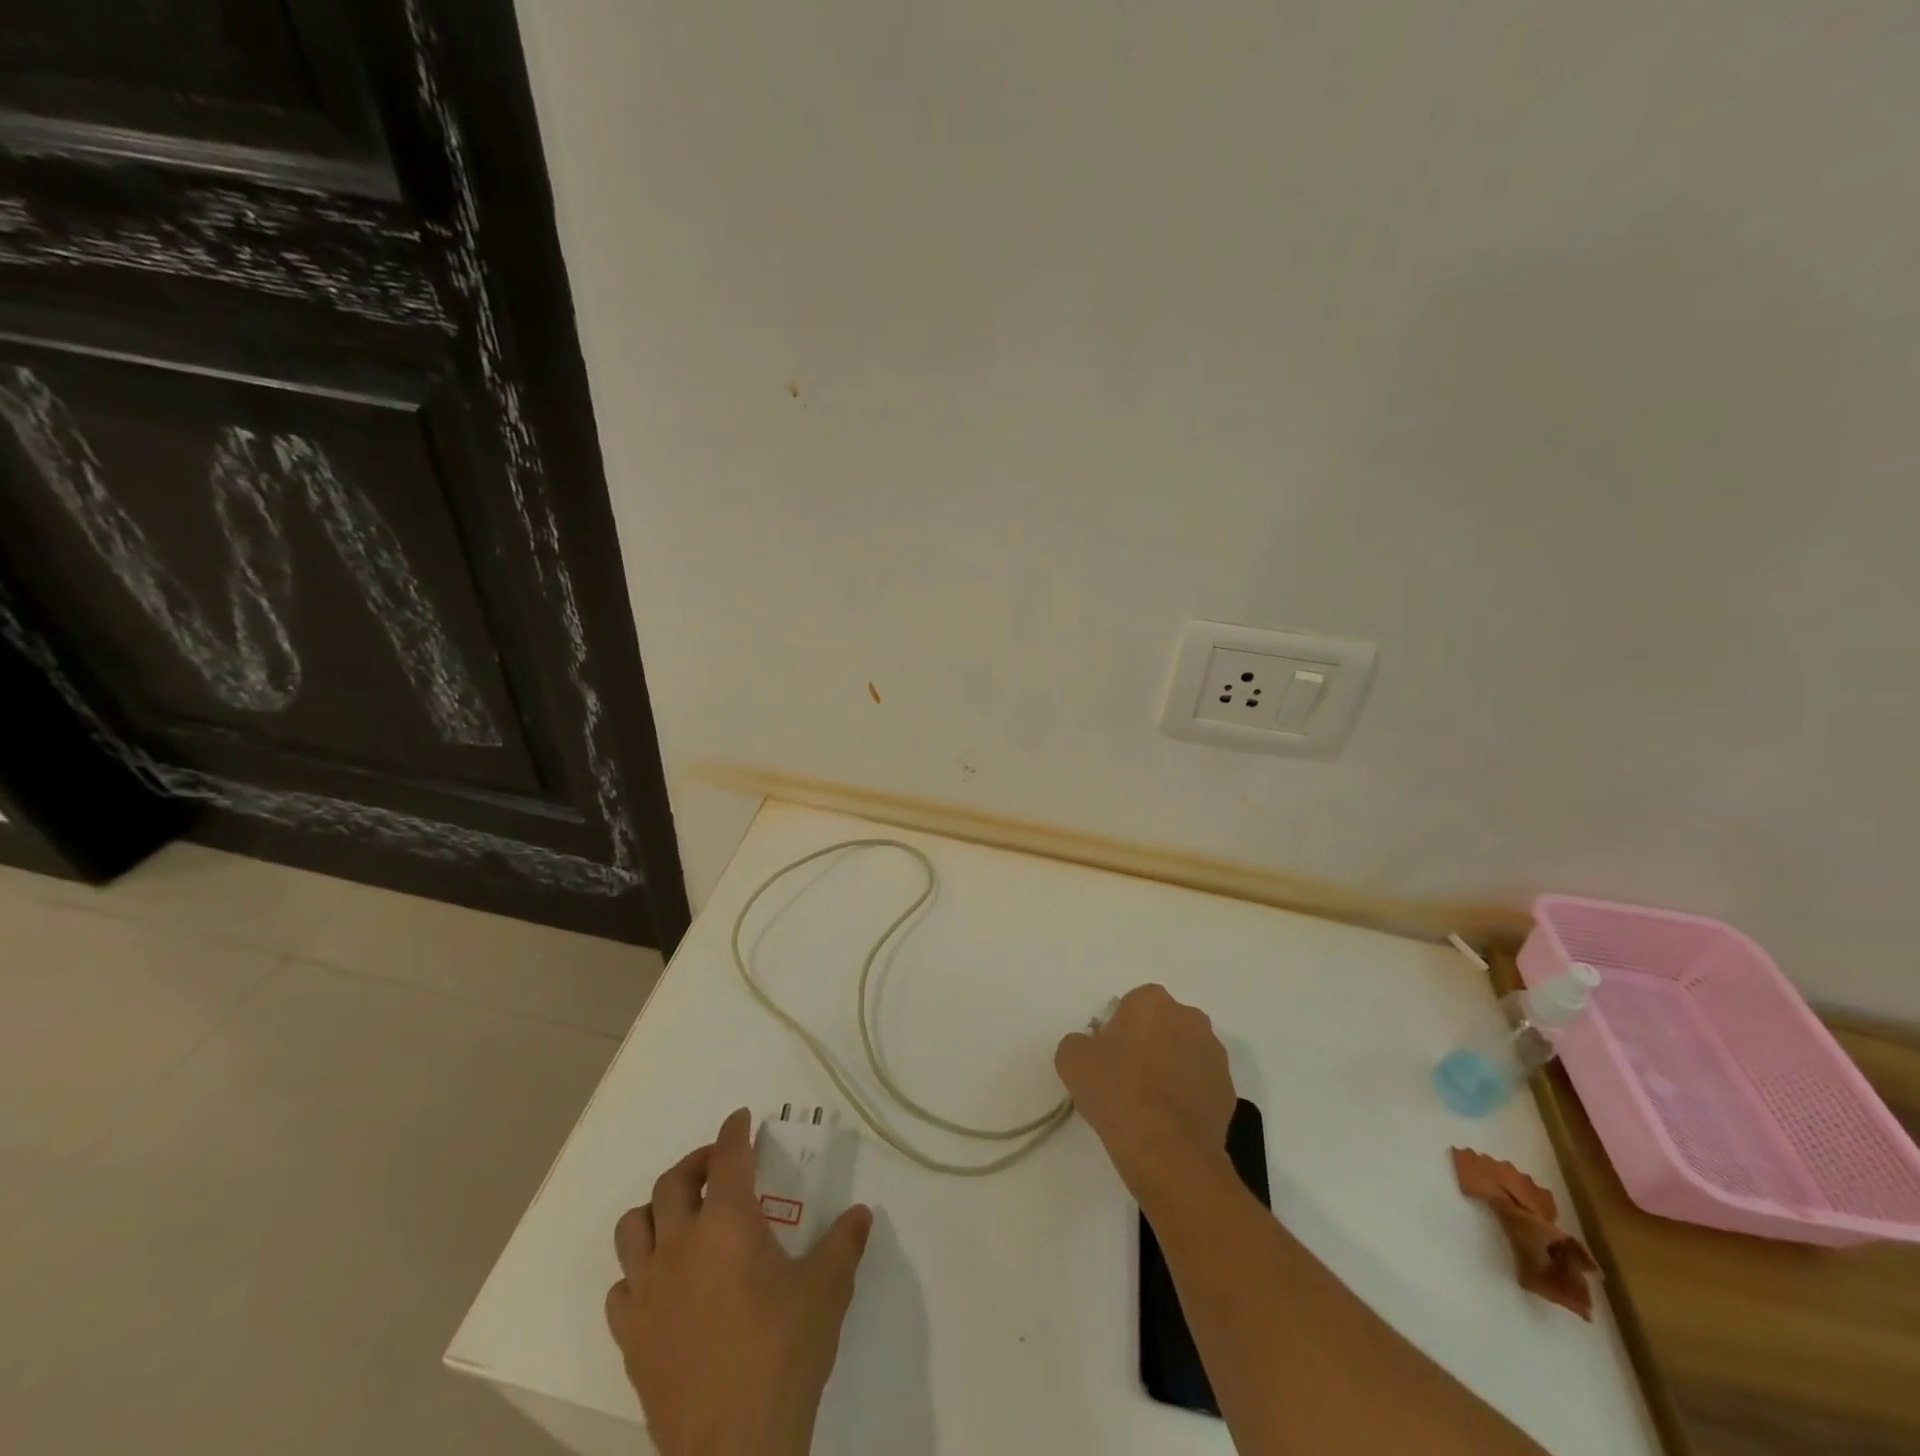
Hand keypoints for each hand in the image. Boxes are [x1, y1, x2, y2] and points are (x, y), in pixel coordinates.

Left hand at [605, 1108, 872, 1455]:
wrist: (736, 1447)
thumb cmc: (784, 1353)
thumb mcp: (827, 1290)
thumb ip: (844, 1243)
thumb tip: (861, 1213)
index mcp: (728, 1224)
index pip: (727, 1158)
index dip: (734, 1131)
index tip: (741, 1118)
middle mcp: (680, 1245)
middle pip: (672, 1183)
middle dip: (696, 1163)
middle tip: (718, 1167)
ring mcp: (649, 1292)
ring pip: (633, 1228)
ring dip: (656, 1210)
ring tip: (681, 1216)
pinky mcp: (631, 1337)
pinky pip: (621, 1288)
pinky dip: (637, 1272)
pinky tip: (661, 1283)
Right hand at [1055, 984, 1235, 1199]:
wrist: (1166, 1150)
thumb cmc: (1116, 1090)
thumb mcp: (1071, 1059)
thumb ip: (1079, 1043)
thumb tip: (1091, 1048)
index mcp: (1153, 1001)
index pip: (1132, 1006)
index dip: (1118, 1030)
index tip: (1108, 1058)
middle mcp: (1190, 1018)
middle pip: (1163, 1026)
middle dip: (1149, 1044)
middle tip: (1126, 1078)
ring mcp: (1214, 1056)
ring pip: (1185, 1055)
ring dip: (1171, 1070)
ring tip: (1149, 1106)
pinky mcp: (1229, 1092)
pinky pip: (1201, 1086)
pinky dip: (1187, 1098)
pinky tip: (1169, 1123)